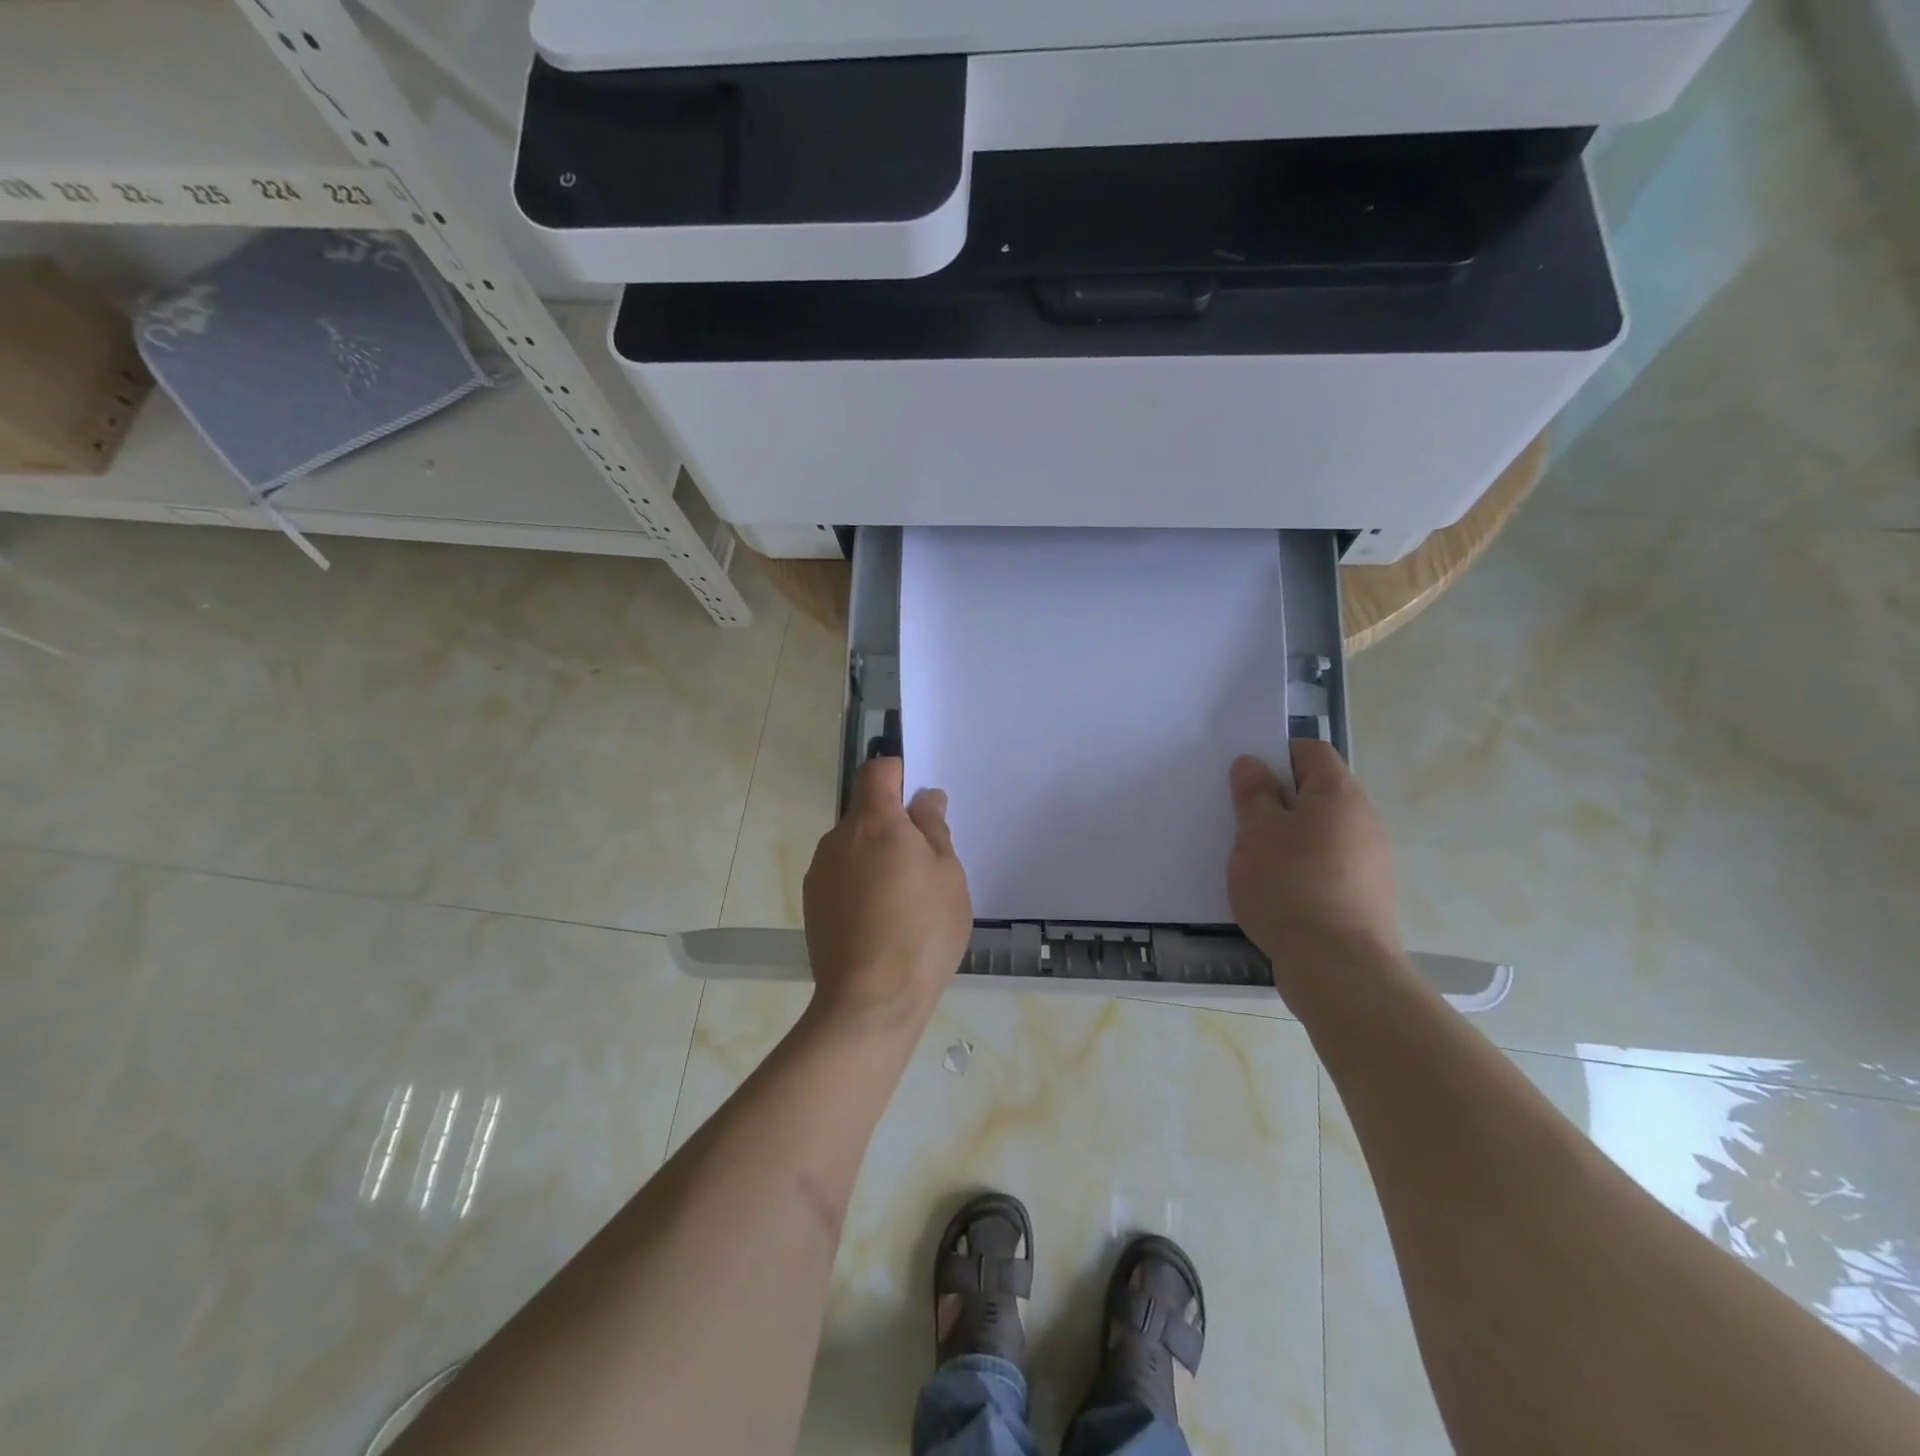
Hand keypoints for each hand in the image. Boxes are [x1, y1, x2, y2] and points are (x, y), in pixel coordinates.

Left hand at [803, 757, 972, 1029]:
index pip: (877, 771)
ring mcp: (820, 872)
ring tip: (904, 899)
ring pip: (853, 846)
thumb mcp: (947, 875)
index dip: (898, 774)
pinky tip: (880, 919)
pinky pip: (841, 876)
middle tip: (925, 862)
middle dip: (893, 825)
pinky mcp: (812, 903)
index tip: (920, 801)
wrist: (870, 1002)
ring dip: (876, 856)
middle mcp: (838, 839)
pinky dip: (860, 883)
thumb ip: (934, 828)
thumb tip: (924, 799)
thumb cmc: (922, 931)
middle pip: (865, 812)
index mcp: (874, 823)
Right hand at [1227, 741, 1400, 962]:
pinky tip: (1276, 891)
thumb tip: (1252, 763)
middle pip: (1316, 792)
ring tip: (1253, 859)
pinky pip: (1327, 865)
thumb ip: (1254, 793)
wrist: (1338, 968)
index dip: (1275, 756)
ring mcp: (1370, 861)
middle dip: (1277, 801)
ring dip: (1287, 837)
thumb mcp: (1256, 832)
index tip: (1244, 781)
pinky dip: (1301, 868)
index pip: (1310, 751)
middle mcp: (1363, 820)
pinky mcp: (1365, 896)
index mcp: (1339, 795)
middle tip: (1240, 820)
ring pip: (1320, 832)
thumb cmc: (1290, 886)